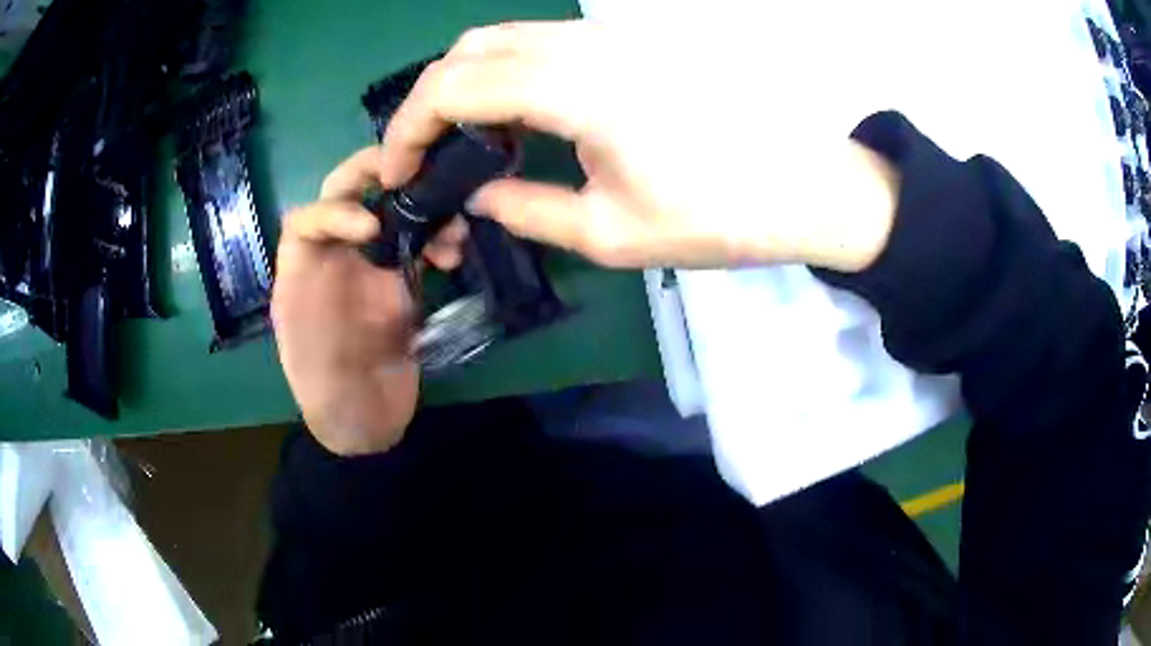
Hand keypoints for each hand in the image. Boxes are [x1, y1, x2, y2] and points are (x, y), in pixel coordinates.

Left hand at [271, 148, 463, 454]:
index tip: (371, 227)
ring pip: (389, 212)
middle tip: (416, 169)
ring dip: (420, 208)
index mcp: (301, 274)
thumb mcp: (313, 357)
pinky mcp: (400, 282)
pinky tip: (454, 253)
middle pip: (346, 196)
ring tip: (451, 230)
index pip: (307, 220)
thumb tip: (336, 271)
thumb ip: (319, 305)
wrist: (368, 426)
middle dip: (376, 174)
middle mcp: (333, 260)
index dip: (335, 210)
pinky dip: (438, 239)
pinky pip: (417, 244)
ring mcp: (368, 268)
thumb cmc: (331, 399)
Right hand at [379, 20, 900, 271]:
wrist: (803, 185)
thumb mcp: (610, 233)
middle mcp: (584, 46)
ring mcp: (609, 38)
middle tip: (426, 155)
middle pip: (470, 48)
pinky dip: (506, 74)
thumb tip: (475, 195)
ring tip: (467, 142)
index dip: (409, 128)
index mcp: (575, 89)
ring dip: (466, 83)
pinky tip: (518, 118)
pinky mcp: (629, 44)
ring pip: (504, 38)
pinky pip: (542, 43)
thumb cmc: (717, 216)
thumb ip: (526, 210)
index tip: (397, 171)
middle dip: (429, 100)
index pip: (454, 86)